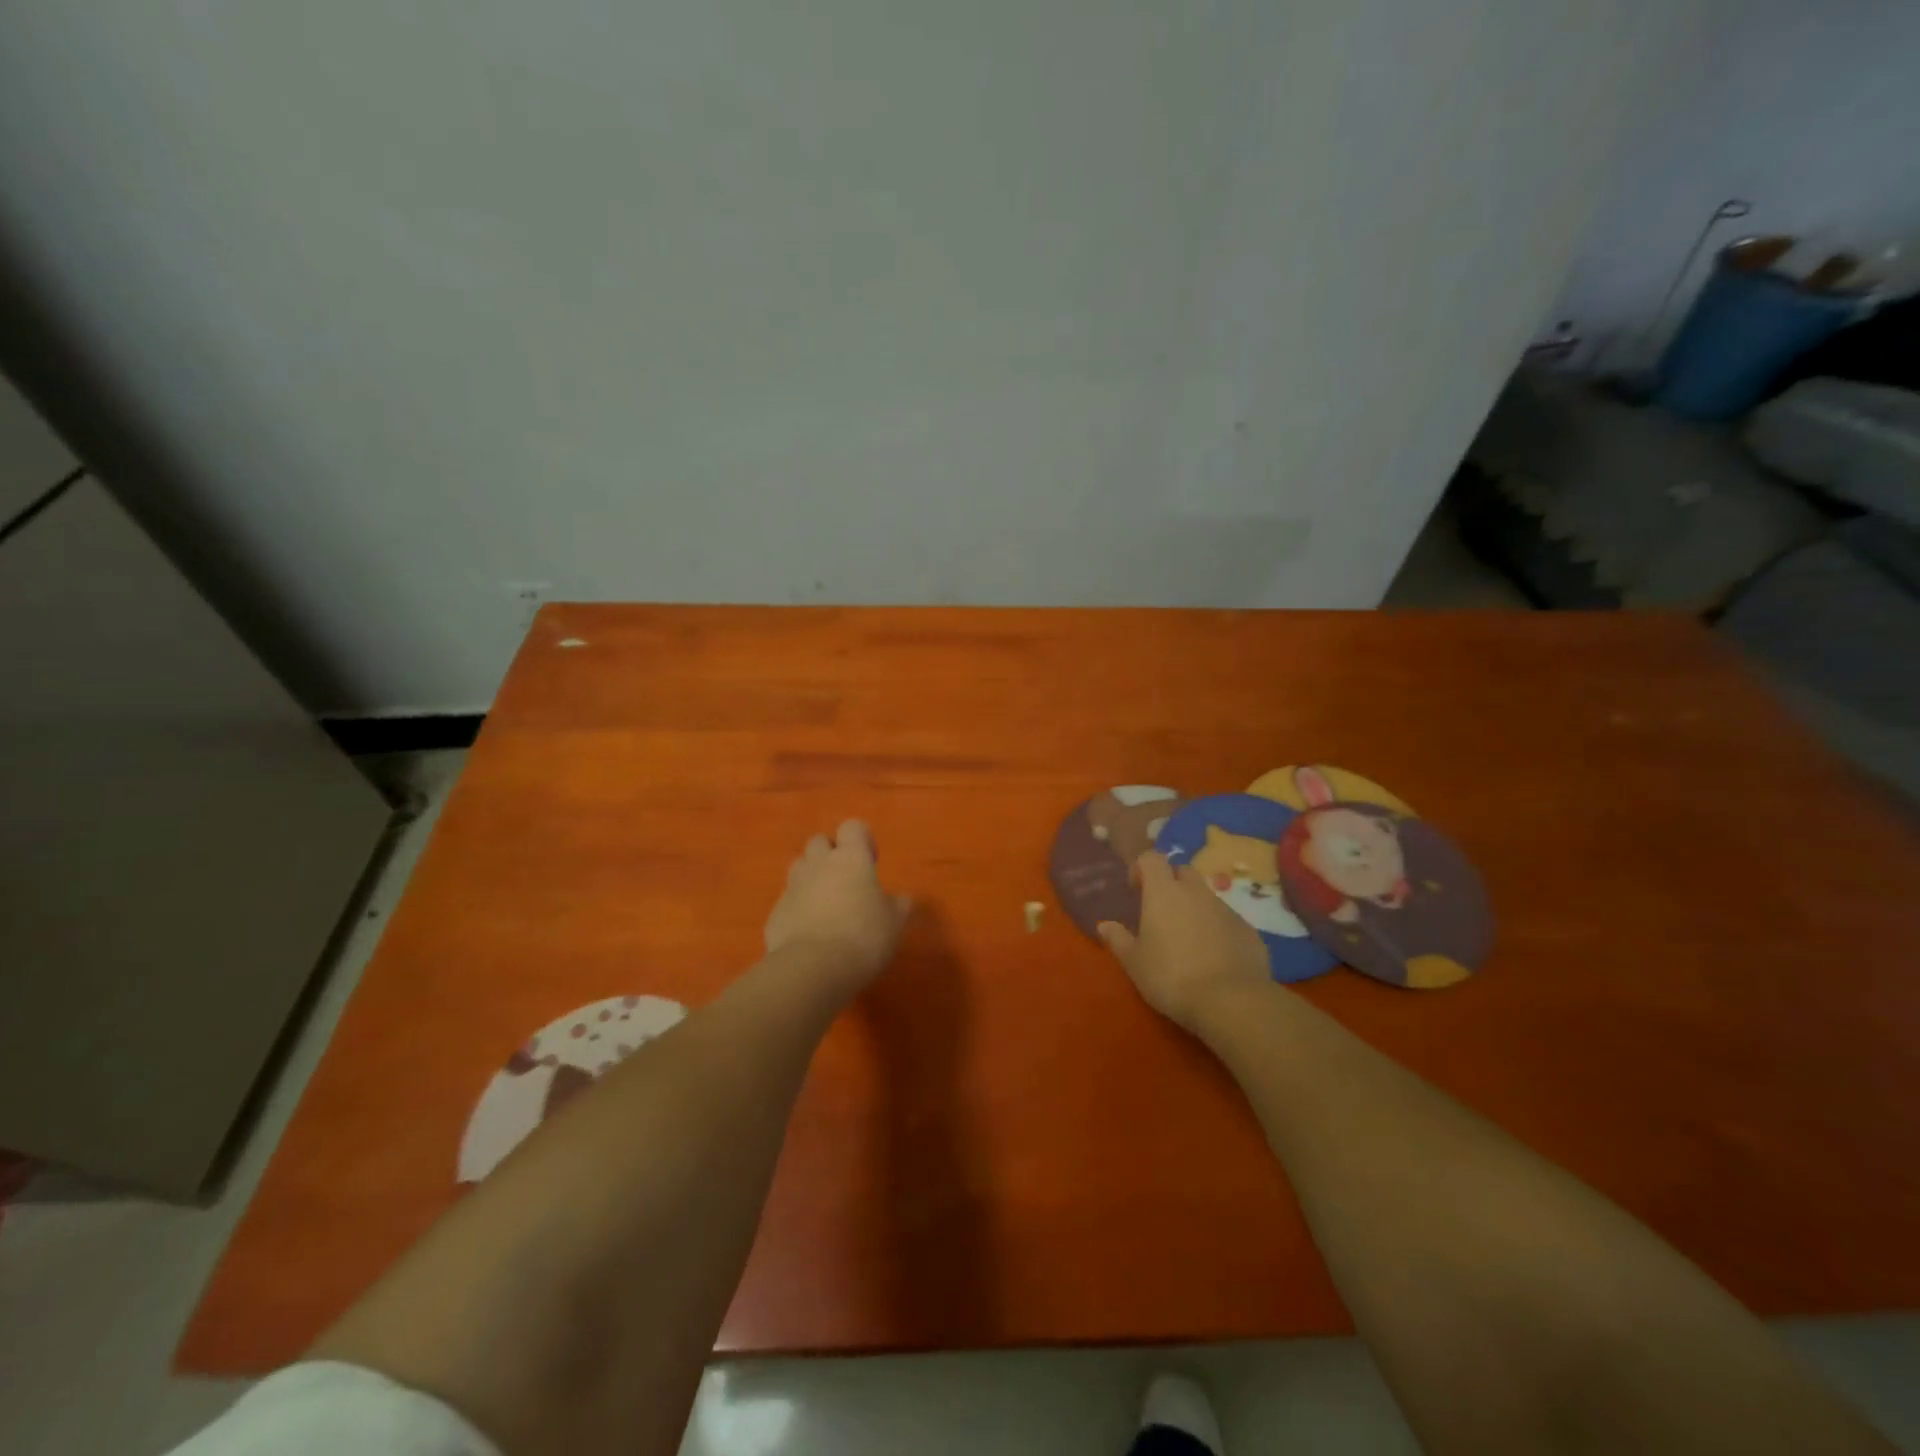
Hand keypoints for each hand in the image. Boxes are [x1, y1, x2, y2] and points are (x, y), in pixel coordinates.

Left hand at [764, 820, 911, 992]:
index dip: (862, 839)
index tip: (871, 861)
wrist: (812, 968)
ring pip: (799, 867)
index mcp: (851, 858)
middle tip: (846, 881)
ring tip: (826, 904)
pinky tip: (810, 932)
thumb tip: (899, 899)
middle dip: (831, 854)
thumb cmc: (863, 937)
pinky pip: (789, 900)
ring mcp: (793, 887)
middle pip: (819, 841)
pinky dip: (798, 908)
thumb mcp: (894, 923)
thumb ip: (897, 906)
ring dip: (812, 877)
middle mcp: (818, 864)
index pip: (853, 827)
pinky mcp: (775, 913)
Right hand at [1099, 851, 1271, 1030]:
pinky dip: (1217, 929)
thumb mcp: (1134, 963)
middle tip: (1161, 912)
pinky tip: (1213, 957)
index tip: (1135, 891)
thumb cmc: (1171, 977)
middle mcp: (1196, 892)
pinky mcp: (1248, 930)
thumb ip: (1118, 940)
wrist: (1231, 1001)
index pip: (1152, 858)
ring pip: (1206, 896)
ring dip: (1194, 908)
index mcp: (1163, 892)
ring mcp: (1226, 909)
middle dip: (1170, 883)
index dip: (1141, 868)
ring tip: (1187, 939)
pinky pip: (1227, 920)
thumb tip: (1104, 925)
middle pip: (1182, 871)